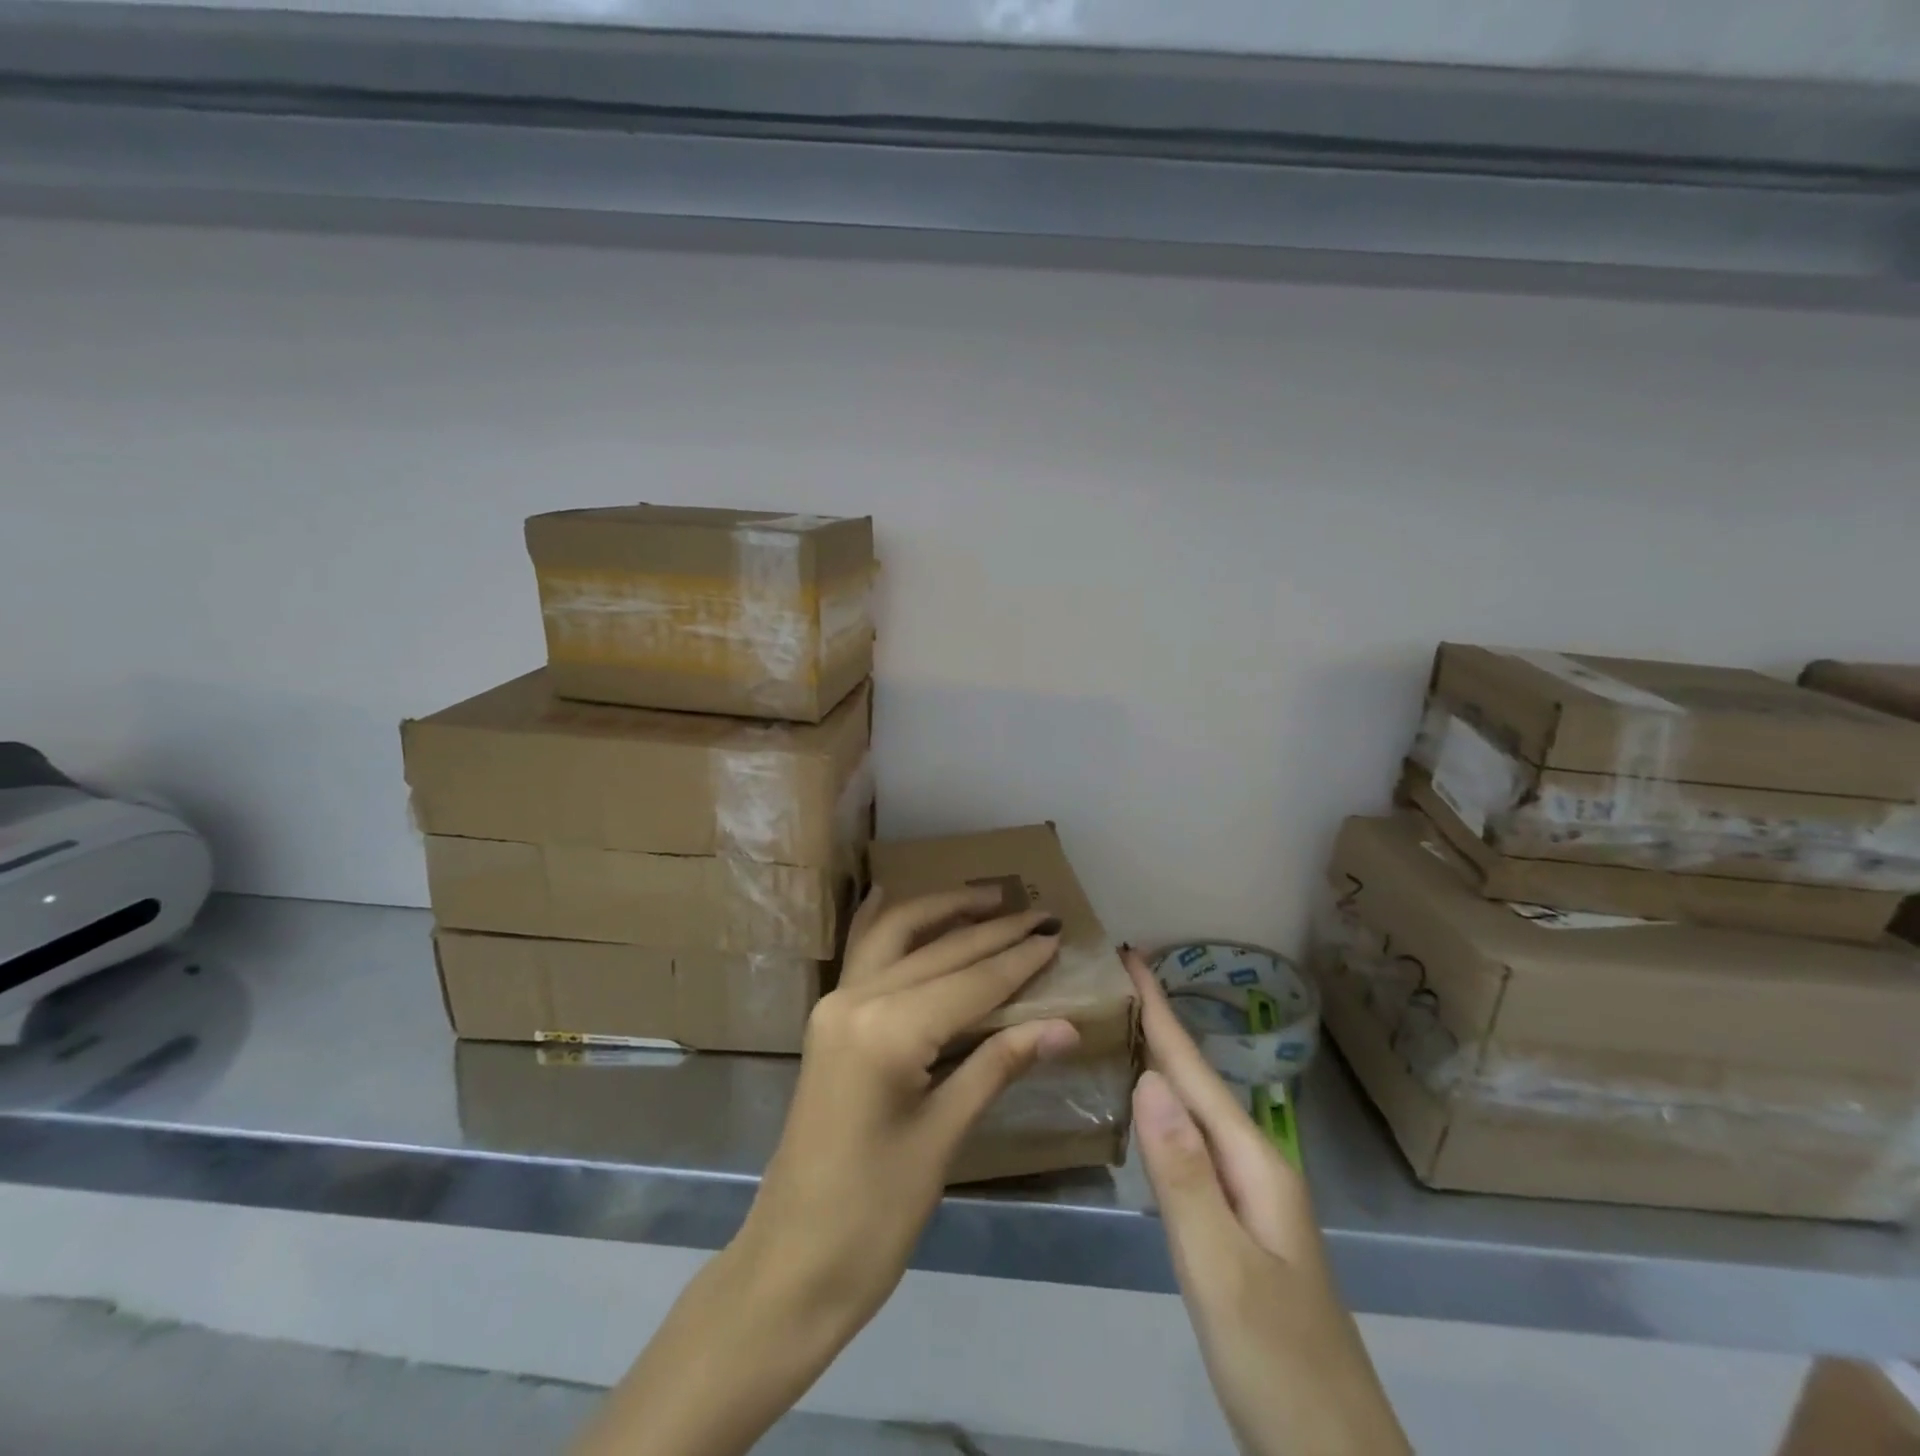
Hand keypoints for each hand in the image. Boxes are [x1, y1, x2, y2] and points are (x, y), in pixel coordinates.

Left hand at [742, 884, 1079, 1324]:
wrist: (792, 1262)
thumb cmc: (875, 1215)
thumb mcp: (944, 1137)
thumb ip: (998, 1065)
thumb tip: (1065, 1026)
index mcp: (888, 1031)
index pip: (970, 982)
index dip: (1017, 960)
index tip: (1056, 934)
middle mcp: (857, 1000)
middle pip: (937, 952)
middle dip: (991, 930)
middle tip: (1038, 911)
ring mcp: (835, 1005)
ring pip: (895, 937)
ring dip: (941, 912)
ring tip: (986, 897)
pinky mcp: (828, 1019)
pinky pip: (862, 955)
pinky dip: (884, 923)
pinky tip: (891, 895)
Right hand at [1125, 949, 1410, 1455]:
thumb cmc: (1278, 1365)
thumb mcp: (1221, 1269)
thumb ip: (1183, 1174)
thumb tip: (1148, 1076)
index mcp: (1254, 1163)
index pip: (1195, 1069)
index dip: (1160, 1010)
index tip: (1129, 954)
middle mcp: (1256, 1166)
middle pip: (1198, 1079)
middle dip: (1159, 1024)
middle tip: (1113, 981)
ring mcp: (1252, 1199)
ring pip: (1198, 1110)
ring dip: (1163, 1061)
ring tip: (1124, 1026)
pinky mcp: (1240, 1227)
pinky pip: (1195, 1145)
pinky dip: (1167, 1110)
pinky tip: (1150, 1112)